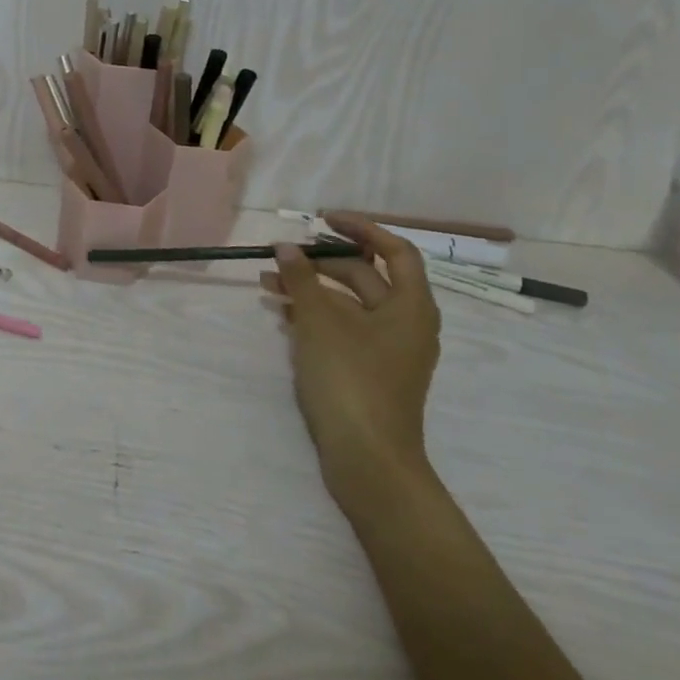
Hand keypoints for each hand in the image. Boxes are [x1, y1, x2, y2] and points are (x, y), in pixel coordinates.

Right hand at [264, 214, 441, 519]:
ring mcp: (388, 351)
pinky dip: (315, 317)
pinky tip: (282, 315)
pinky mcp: (368, 372)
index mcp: (411, 306)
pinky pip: (343, 330)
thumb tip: (286, 247)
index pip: (395, 250)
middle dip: (321, 263)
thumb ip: (302, 278)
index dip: (361, 229)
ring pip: (349, 305)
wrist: (368, 460)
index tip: (322, 219)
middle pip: (366, 277)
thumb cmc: (350, 379)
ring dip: (311, 290)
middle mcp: (406, 324)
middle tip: (282, 256)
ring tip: (268, 285)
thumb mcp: (320, 321)